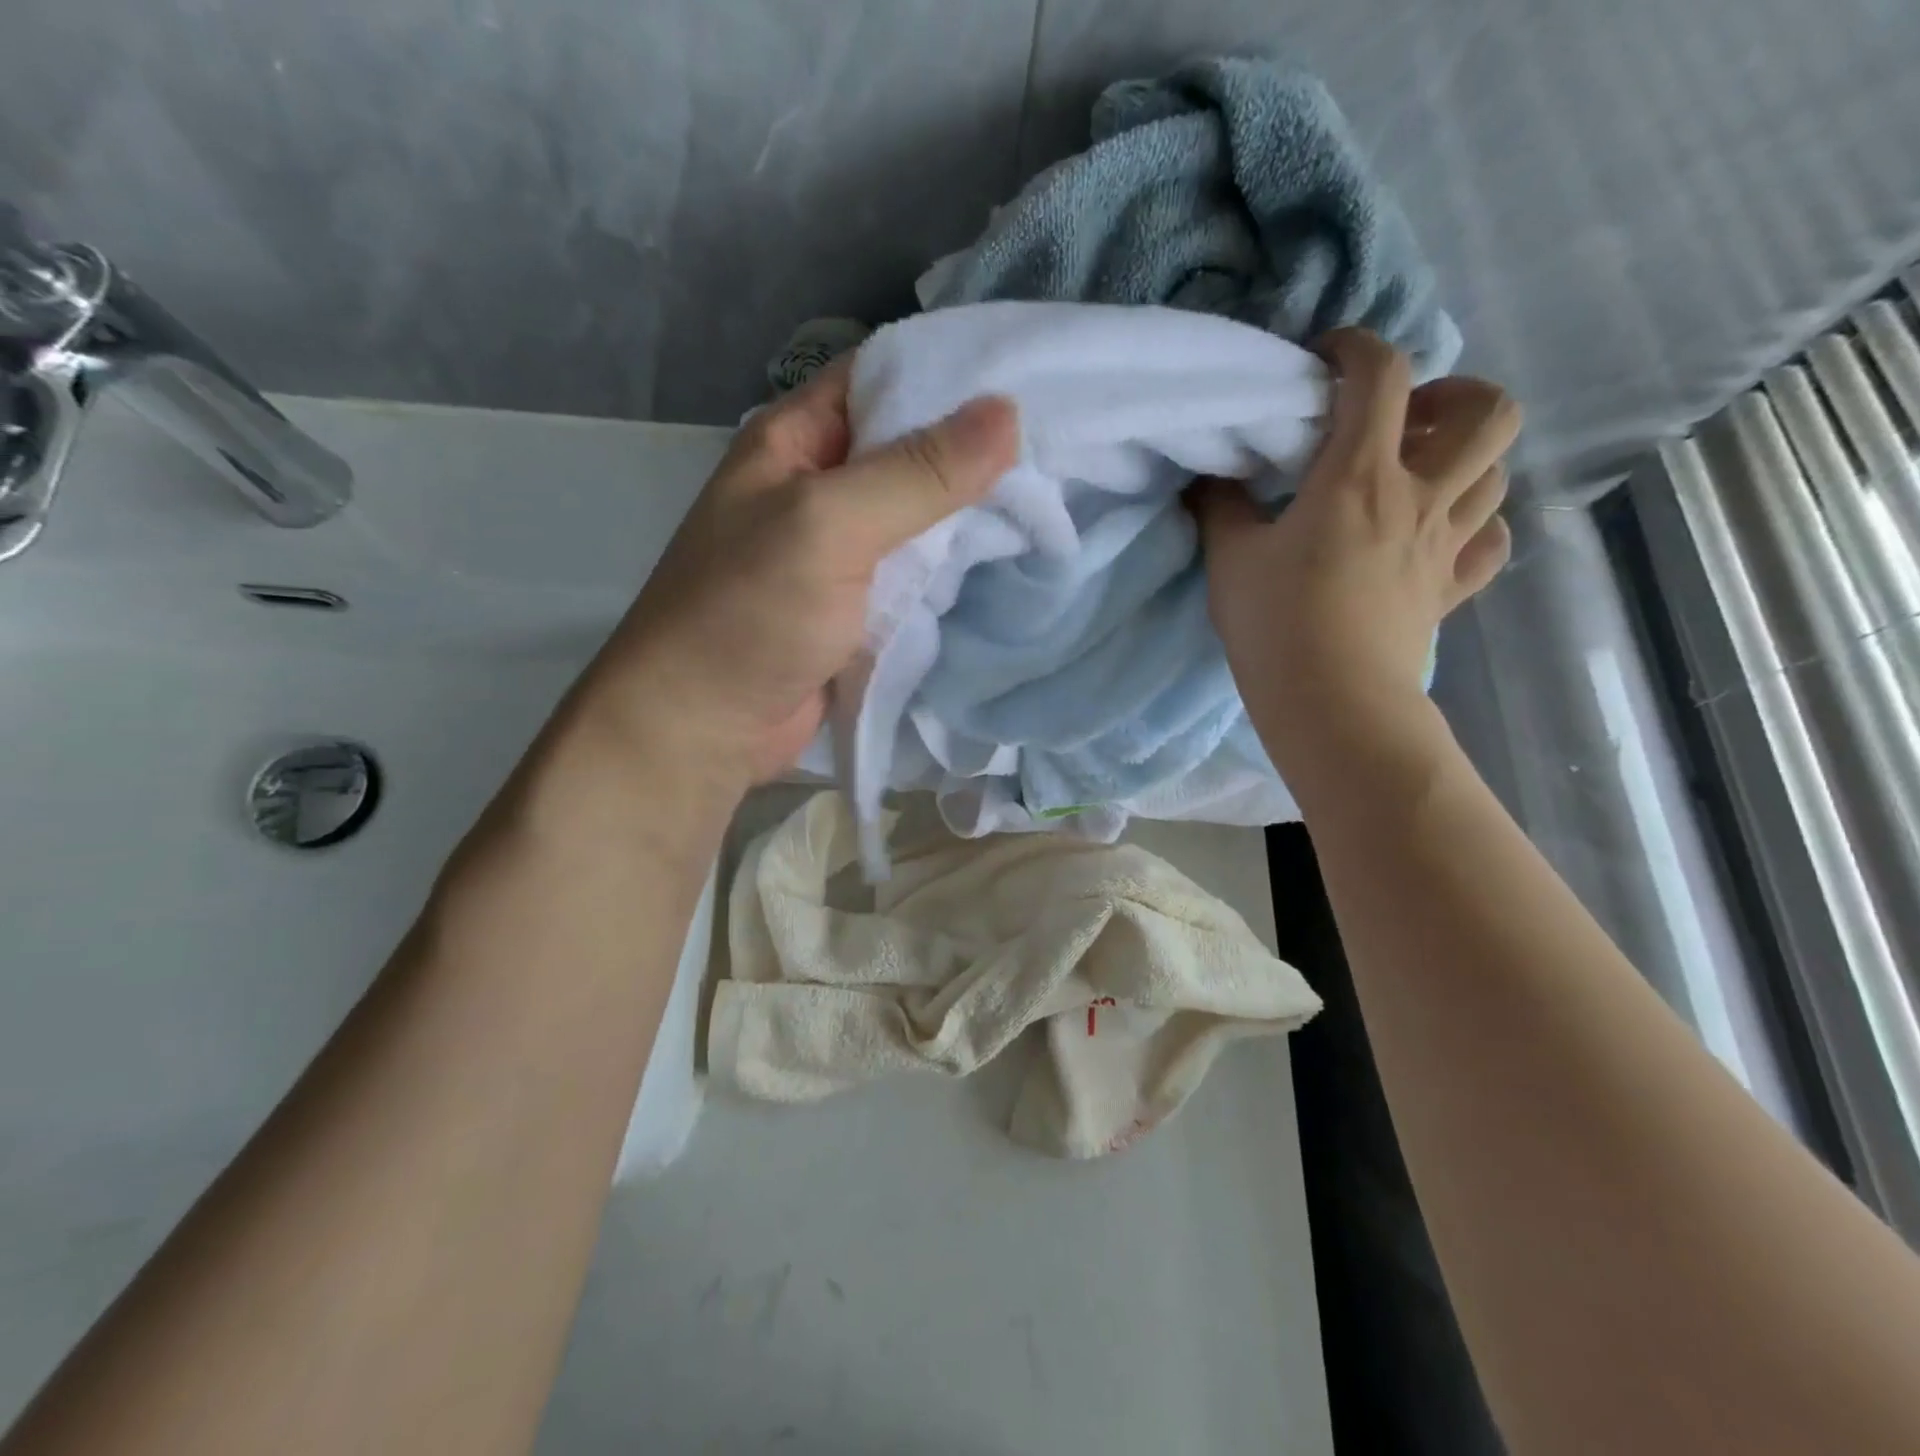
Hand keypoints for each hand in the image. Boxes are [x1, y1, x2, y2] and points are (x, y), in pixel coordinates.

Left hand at [581, 364, 1019, 791]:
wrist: (703, 728)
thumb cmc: (749, 614)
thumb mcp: (828, 526)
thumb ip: (916, 473)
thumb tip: (1007, 412)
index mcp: (795, 440)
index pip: (883, 378)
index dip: (952, 375)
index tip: (1031, 379)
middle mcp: (820, 485)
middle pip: (909, 450)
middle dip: (975, 453)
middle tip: (1059, 450)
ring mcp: (842, 550)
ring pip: (920, 516)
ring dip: (972, 516)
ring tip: (1053, 500)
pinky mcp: (860, 605)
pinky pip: (917, 572)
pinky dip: (956, 569)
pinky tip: (1010, 560)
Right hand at [1194, 329, 1519, 769]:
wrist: (1331, 702)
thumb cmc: (1275, 625)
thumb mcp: (1230, 559)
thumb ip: (1222, 507)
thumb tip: (1213, 477)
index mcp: (1359, 476)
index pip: (1380, 375)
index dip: (1356, 348)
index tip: (1325, 359)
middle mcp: (1420, 496)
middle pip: (1489, 410)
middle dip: (1454, 394)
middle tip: (1404, 420)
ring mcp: (1446, 544)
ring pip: (1498, 472)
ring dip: (1466, 458)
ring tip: (1419, 473)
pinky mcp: (1452, 589)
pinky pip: (1491, 541)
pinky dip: (1476, 525)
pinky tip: (1441, 534)